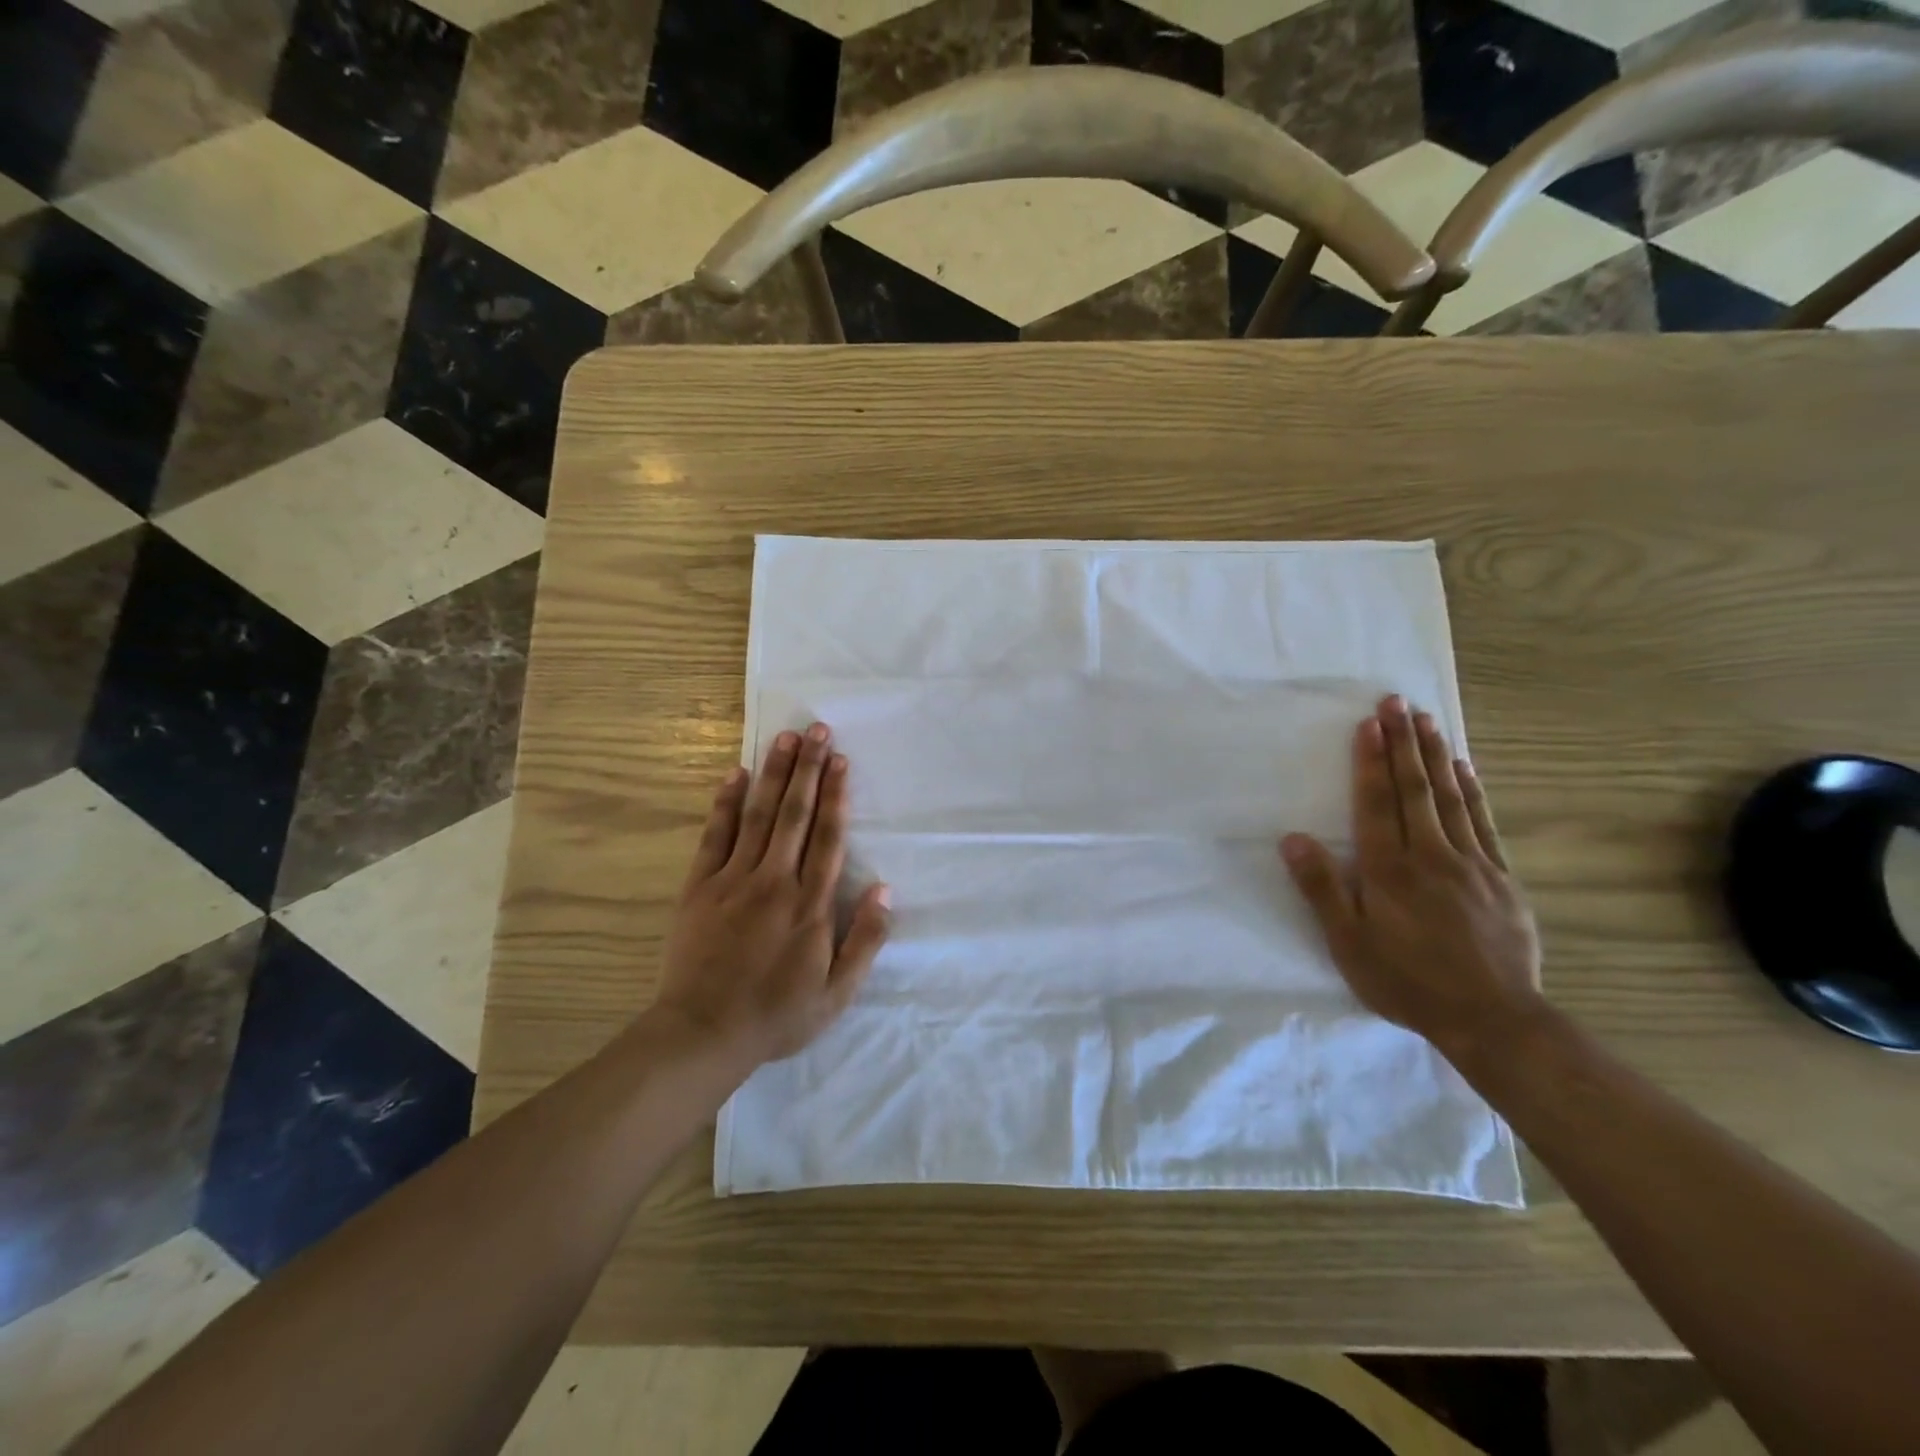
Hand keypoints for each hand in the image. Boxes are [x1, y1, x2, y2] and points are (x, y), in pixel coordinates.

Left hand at [656, 722, 890, 1065]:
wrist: (702, 1034)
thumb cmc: (777, 1015)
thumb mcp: (837, 993)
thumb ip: (866, 940)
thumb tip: (885, 890)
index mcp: (811, 905)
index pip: (829, 837)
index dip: (837, 795)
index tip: (841, 760)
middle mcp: (775, 881)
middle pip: (796, 814)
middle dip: (809, 769)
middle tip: (817, 729)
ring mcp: (734, 880)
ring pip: (758, 815)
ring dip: (775, 774)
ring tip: (786, 738)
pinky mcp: (700, 886)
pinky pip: (715, 836)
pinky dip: (726, 803)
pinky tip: (736, 774)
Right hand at [1281, 696, 1542, 1061]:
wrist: (1493, 1019)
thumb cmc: (1407, 981)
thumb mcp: (1348, 944)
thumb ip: (1321, 888)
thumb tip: (1292, 839)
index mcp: (1388, 869)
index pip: (1376, 803)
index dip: (1371, 761)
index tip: (1370, 723)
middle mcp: (1430, 855)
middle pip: (1414, 789)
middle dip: (1403, 743)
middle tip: (1397, 702)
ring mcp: (1472, 864)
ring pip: (1450, 798)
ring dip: (1435, 756)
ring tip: (1427, 721)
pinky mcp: (1502, 879)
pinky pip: (1484, 823)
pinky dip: (1472, 792)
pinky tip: (1465, 769)